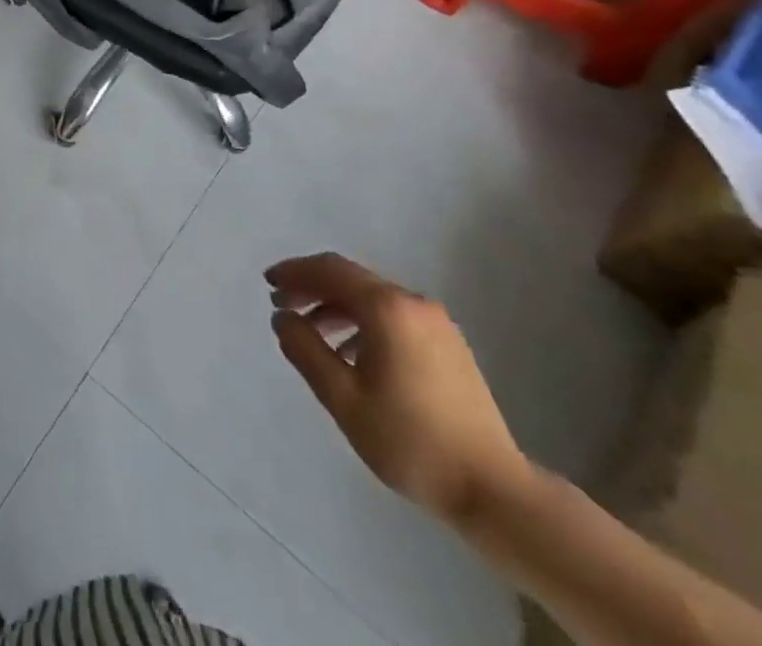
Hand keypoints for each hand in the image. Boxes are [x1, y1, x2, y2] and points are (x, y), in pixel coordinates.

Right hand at [266, 252, 530, 524]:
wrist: (494, 491)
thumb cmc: (410, 441)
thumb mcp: (343, 398)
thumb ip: (306, 350)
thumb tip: (282, 317)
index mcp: (386, 308)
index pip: (330, 270)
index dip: (294, 272)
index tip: (267, 283)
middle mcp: (412, 303)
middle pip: (351, 279)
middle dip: (312, 287)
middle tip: (281, 304)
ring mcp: (436, 323)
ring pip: (373, 298)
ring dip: (336, 306)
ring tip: (310, 331)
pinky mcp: (449, 345)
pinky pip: (393, 316)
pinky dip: (363, 322)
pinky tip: (350, 353)